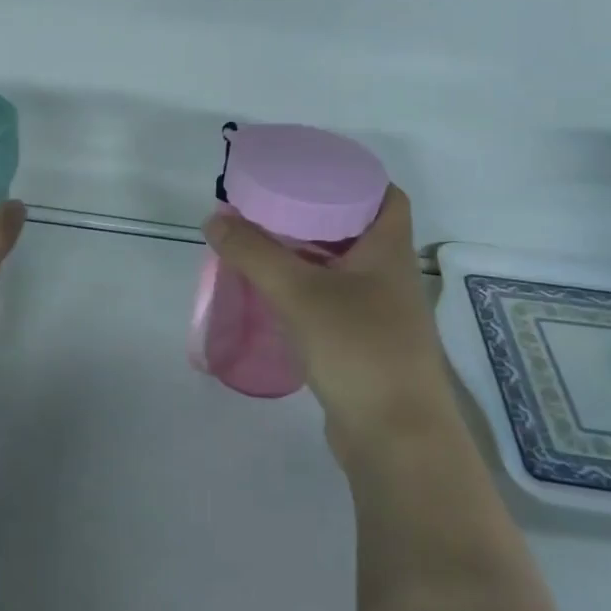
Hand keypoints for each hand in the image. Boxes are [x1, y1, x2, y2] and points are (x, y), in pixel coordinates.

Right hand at [203, 187, 450, 463]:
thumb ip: (254, 254)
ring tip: (263, 246)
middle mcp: (391, 277)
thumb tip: (215, 218)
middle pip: (358, 231)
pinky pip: (334, 304)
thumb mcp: (299, 293)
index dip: (356, 179)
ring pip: (343, 270)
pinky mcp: (364, 346)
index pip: (387, 196)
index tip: (311, 173)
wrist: (395, 437)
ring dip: (308, 257)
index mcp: (389, 252)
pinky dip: (307, 293)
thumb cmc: (358, 348)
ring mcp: (380, 315)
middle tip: (271, 208)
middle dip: (317, 216)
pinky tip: (274, 297)